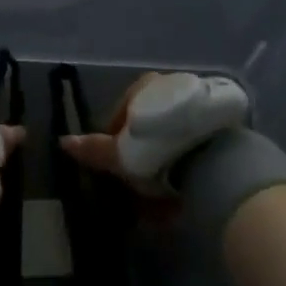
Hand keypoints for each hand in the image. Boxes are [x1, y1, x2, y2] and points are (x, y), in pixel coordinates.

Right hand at [58, 70, 248, 194]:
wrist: (215, 159)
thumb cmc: (158, 150)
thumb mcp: (120, 154)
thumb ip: (94, 148)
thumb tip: (63, 141)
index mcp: (145, 85)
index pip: (123, 113)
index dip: (117, 142)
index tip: (119, 168)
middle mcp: (171, 85)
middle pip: (150, 124)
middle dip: (144, 154)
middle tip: (142, 186)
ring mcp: (198, 102)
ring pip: (173, 136)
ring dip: (166, 164)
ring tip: (165, 199)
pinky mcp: (222, 122)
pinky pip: (196, 145)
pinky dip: (188, 165)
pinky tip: (186, 192)